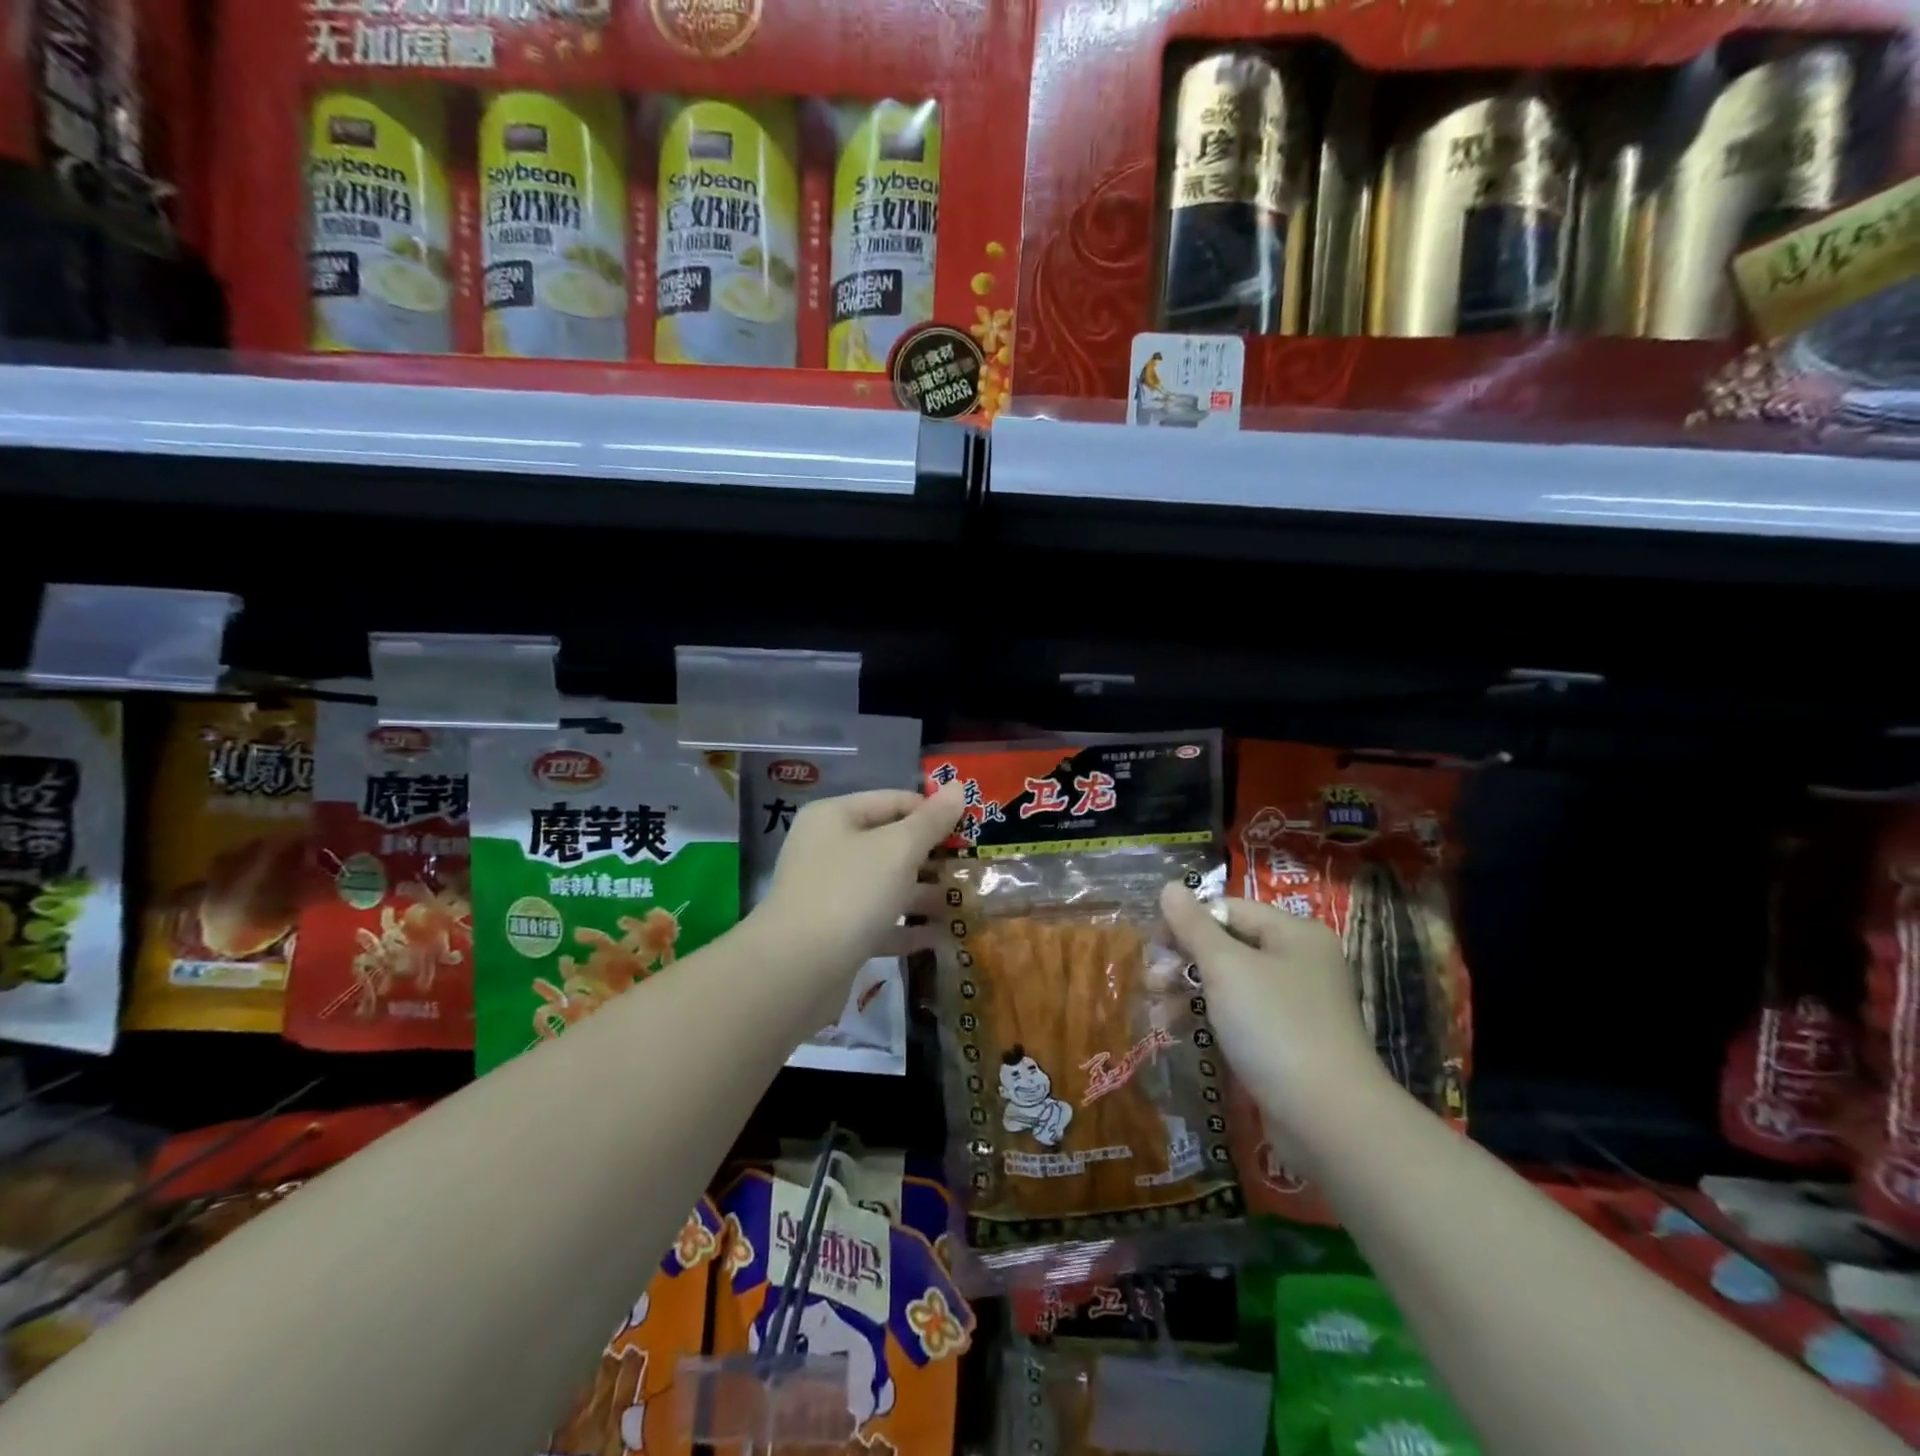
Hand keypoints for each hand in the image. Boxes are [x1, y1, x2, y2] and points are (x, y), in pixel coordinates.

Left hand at [754, 783, 964, 1006]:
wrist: (796, 970)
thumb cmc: (850, 892)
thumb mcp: (898, 849)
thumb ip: (931, 820)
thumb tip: (958, 786)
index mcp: (835, 817)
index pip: (894, 800)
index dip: (933, 811)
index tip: (972, 829)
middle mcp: (828, 849)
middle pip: (889, 843)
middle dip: (932, 855)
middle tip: (973, 866)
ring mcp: (829, 893)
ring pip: (886, 884)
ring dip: (924, 893)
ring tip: (965, 901)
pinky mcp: (835, 934)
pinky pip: (878, 922)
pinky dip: (907, 928)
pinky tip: (940, 936)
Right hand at [1159, 884, 1391, 1159]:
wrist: (1328, 1119)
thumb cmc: (1275, 1027)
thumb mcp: (1226, 968)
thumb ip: (1193, 925)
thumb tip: (1170, 886)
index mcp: (1294, 933)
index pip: (1228, 908)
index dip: (1187, 922)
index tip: (1153, 946)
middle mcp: (1299, 961)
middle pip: (1226, 945)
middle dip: (1183, 961)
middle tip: (1152, 981)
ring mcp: (1295, 1004)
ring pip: (1228, 983)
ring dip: (1187, 992)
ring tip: (1157, 1015)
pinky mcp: (1287, 1042)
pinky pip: (1239, 1016)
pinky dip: (1207, 1018)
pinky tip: (1176, 1031)